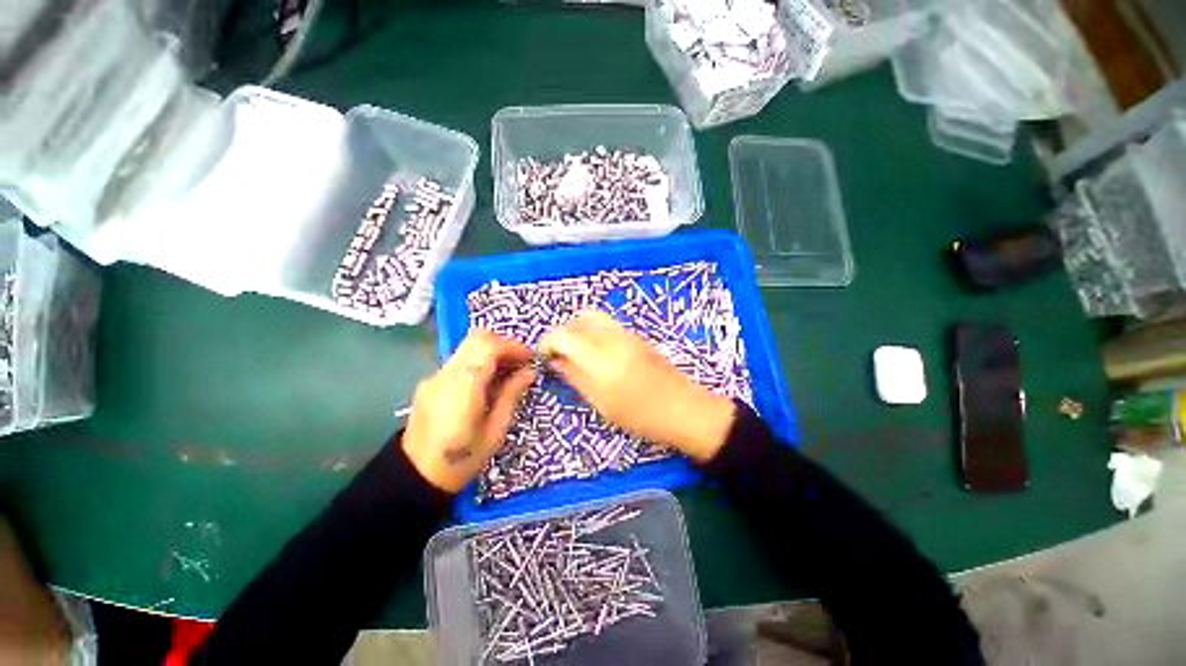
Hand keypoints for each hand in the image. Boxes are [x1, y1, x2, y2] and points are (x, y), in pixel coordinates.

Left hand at [403, 330, 536, 491]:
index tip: (530, 358)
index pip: (487, 347)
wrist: (415, 477)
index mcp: (462, 389)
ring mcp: (434, 377)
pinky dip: (480, 361)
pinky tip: (490, 381)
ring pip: (468, 346)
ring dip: (493, 351)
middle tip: (522, 362)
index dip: (513, 346)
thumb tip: (529, 372)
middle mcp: (445, 376)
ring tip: (510, 371)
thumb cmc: (462, 460)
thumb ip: (511, 395)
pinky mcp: (431, 382)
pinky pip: (461, 360)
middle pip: (476, 338)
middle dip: (504, 344)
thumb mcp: (495, 431)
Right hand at [540, 310, 735, 462]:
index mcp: (601, 360)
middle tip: (560, 353)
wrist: (685, 410)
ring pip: (594, 317)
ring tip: (577, 352)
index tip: (546, 356)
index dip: (548, 342)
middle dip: (563, 331)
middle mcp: (614, 339)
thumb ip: (576, 378)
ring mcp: (629, 334)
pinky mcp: (638, 336)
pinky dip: (594, 331)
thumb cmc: (642, 417)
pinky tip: (596, 352)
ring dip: (579, 329)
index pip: (564, 335)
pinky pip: (608, 324)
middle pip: (580, 317)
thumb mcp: (603, 405)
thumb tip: (556, 361)